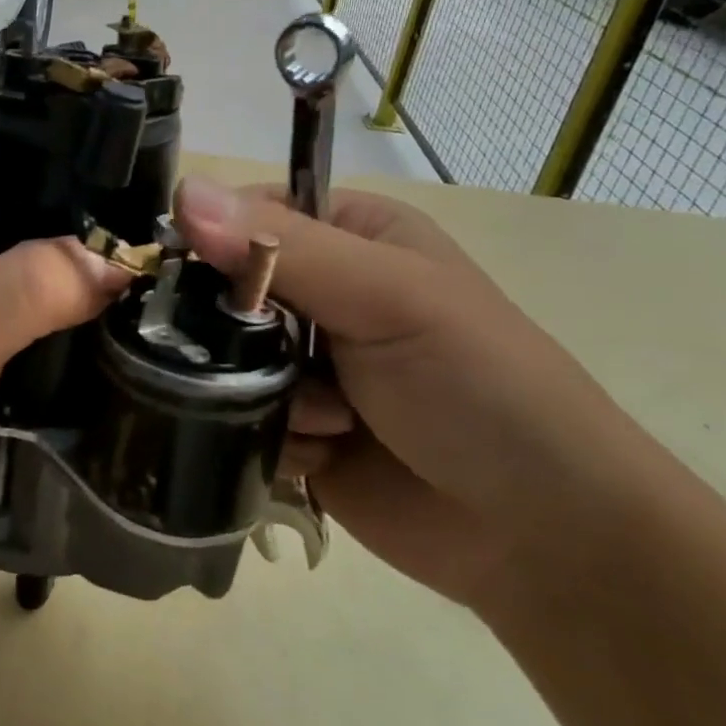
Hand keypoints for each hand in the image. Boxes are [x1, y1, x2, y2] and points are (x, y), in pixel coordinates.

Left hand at [0, 121, 129, 534]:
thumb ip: (41, 283)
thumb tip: (120, 261)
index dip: (47, 136)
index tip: (116, 154)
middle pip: (4, 186)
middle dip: (66, 198)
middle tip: (138, 211)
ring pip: (11, 240)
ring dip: (61, 249)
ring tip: (130, 251)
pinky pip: (9, 285)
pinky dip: (48, 290)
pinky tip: (97, 300)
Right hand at [175, 178, 666, 611]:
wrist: (541, 535)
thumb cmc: (478, 387)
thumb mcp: (387, 298)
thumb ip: (284, 248)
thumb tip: (184, 190)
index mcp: (350, 238)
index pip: (244, 217)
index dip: (207, 242)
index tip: (185, 281)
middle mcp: (321, 296)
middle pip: (222, 294)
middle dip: (234, 334)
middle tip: (269, 363)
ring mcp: (304, 367)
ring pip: (223, 362)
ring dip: (260, 394)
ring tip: (328, 420)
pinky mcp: (294, 429)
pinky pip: (238, 419)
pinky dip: (272, 438)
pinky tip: (323, 457)